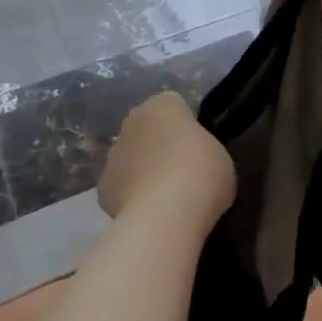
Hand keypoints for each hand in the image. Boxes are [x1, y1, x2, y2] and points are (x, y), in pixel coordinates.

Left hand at [99, 92, 234, 224]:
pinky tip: (149, 214)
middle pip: (148, 130)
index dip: (188, 127)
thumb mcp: (220, 156)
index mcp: (163, 104)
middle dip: (160, 146)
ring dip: (143, 170)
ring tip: (166, 199)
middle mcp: (133, 121)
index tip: (199, 148)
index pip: (175, 107)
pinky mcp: (102, 188)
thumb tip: (195, 162)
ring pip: (131, 157)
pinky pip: (122, 187)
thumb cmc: (201, 174)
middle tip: (184, 172)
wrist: (163, 217)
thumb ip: (203, 150)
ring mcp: (113, 154)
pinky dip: (131, 197)